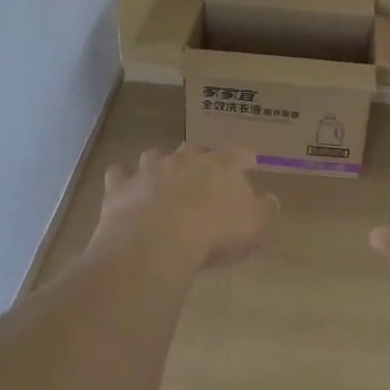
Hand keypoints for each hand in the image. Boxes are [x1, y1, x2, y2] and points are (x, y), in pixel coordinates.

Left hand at [93, 144, 280, 270]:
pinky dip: (123, 179)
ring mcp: (149, 170)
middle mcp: (184, 160)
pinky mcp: (121, 186)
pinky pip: (119, 174)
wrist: (158, 240)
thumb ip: (266, 211)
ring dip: (159, 163)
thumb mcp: (255, 227)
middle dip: (198, 158)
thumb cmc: (214, 233)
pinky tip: (124, 186)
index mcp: (221, 166)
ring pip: (154, 156)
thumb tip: (270, 200)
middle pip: (193, 149)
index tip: (248, 162)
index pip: (238, 155)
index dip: (244, 159)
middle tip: (201, 173)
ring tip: (162, 176)